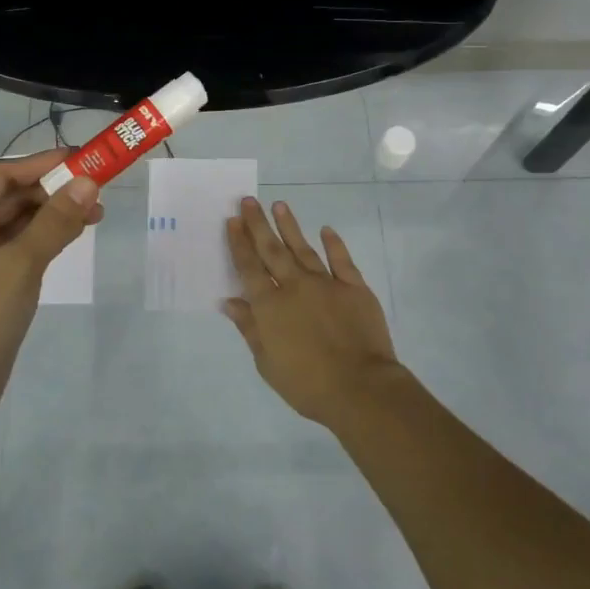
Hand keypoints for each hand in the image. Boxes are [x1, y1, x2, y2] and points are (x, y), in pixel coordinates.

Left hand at [0, 149, 101, 423]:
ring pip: (20, 222)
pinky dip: (48, 237)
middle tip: (98, 190)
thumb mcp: (20, 265)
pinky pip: (22, 246)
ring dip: (54, 213)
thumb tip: (89, 182)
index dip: (41, 163)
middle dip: (54, 190)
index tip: (82, 160)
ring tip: (96, 214)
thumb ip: (55, 222)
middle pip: (13, 196)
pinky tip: (74, 236)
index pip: (3, 175)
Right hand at [222, 197, 403, 429]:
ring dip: (289, 226)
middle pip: (272, 250)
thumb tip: (230, 300)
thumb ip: (249, 328)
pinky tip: (326, 230)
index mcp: (270, 306)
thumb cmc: (306, 384)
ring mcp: (326, 283)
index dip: (239, 243)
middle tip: (249, 201)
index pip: (249, 267)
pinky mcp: (354, 287)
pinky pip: (342, 260)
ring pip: (303, 248)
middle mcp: (294, 286)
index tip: (233, 220)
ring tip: (279, 205)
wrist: (359, 387)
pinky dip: (334, 244)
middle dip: (258, 224)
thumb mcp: (267, 363)